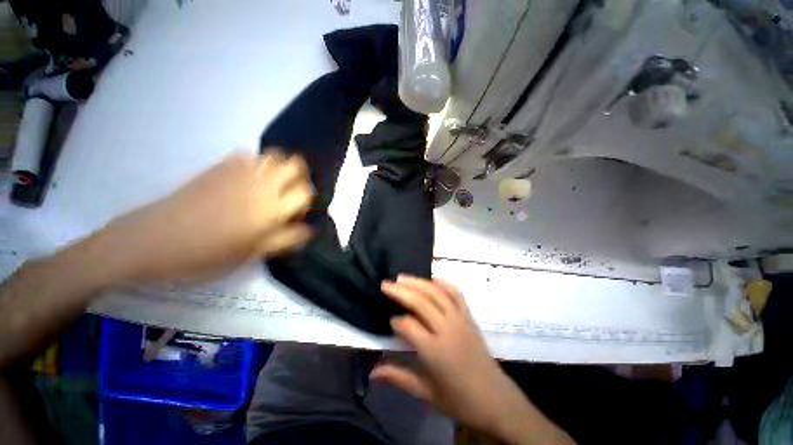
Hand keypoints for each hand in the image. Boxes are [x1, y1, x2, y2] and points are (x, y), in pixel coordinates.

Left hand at [93, 151, 312, 283]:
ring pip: (274, 156)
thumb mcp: (246, 256)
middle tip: (285, 198)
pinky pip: (251, 157)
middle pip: (295, 165)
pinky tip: (241, 183)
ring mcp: (242, 167)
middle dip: (297, 179)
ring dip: (277, 169)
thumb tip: (305, 229)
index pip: (304, 193)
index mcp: (270, 209)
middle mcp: (261, 181)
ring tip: (264, 190)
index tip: (295, 215)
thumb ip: (279, 240)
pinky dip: (256, 166)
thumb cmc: (206, 255)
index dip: (304, 203)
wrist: (166, 234)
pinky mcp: (224, 163)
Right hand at [372, 276, 573, 444]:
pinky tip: (434, 281)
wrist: (494, 399)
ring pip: (440, 295)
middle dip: (402, 292)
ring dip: (421, 284)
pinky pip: (458, 298)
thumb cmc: (459, 401)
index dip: (395, 322)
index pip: (408, 325)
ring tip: (402, 278)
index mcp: (434, 351)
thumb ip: (398, 378)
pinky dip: (445, 285)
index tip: (387, 326)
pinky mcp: (473, 323)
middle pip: (422, 303)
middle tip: (384, 284)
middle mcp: (448, 331)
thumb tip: (371, 373)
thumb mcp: (426, 393)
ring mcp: (463, 324)